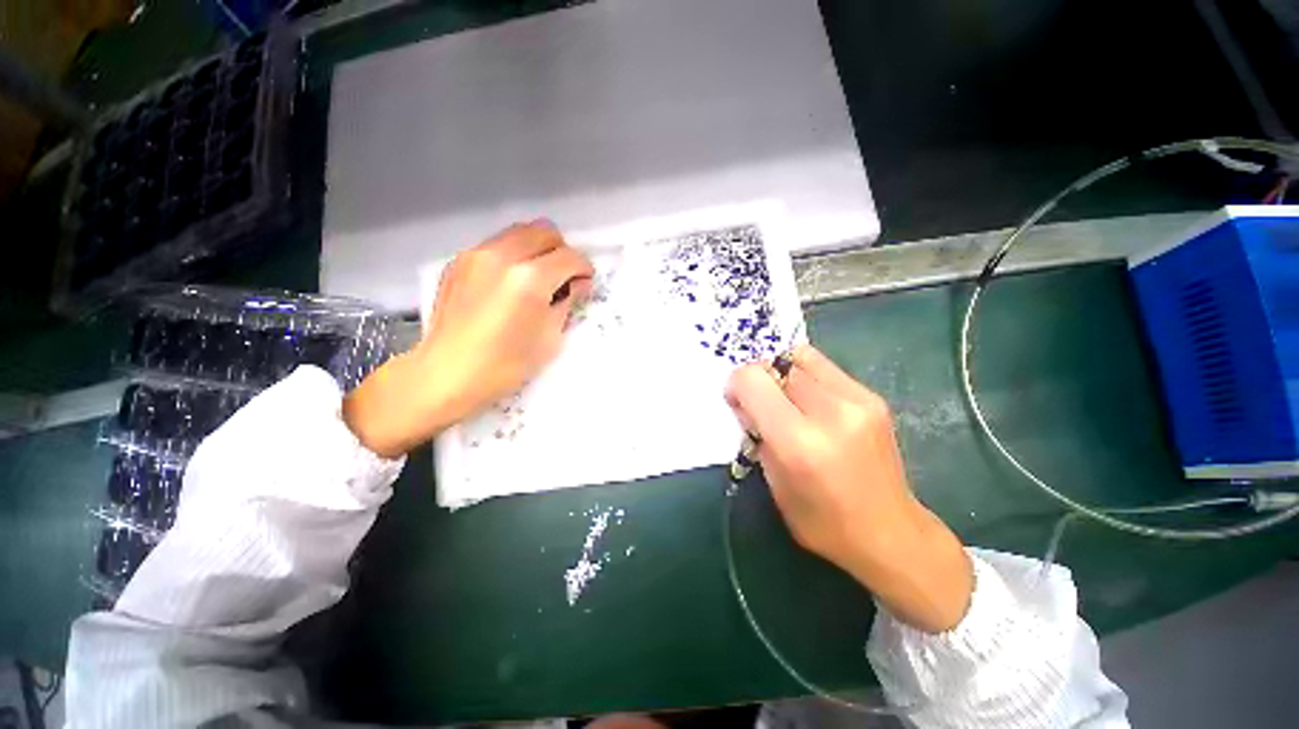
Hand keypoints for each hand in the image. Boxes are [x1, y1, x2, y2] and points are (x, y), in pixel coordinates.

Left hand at [343, 220, 593, 457]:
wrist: (446, 374)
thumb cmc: (505, 365)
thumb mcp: (549, 338)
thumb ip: (567, 303)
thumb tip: (579, 284)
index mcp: (530, 279)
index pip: (569, 257)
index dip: (584, 268)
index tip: (585, 283)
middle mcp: (503, 256)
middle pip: (545, 232)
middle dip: (562, 251)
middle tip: (564, 277)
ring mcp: (477, 255)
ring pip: (519, 232)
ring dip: (538, 248)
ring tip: (539, 276)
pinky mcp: (460, 261)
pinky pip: (497, 244)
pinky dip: (514, 254)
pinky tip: (511, 282)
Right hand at [725, 345, 972, 632]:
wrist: (891, 534)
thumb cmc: (822, 522)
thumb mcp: (773, 483)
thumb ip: (756, 433)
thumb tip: (746, 400)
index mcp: (799, 442)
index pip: (753, 380)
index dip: (737, 383)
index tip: (736, 400)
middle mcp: (831, 413)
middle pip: (777, 364)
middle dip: (759, 377)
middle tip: (758, 400)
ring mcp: (858, 401)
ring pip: (801, 357)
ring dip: (782, 372)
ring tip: (783, 397)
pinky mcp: (873, 397)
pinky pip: (824, 367)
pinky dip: (805, 376)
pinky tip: (808, 401)